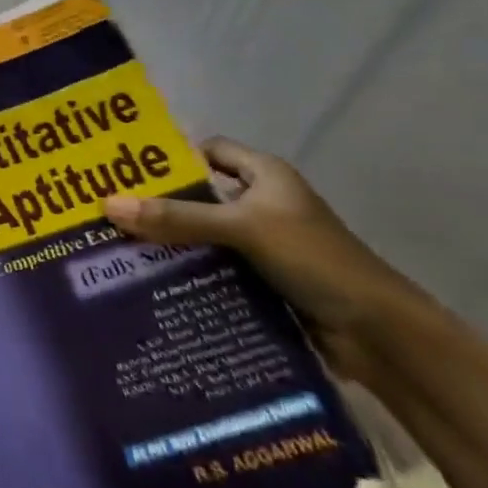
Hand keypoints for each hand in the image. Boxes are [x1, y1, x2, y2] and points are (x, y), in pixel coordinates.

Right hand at [104, 138, 422, 382]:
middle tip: (106, 209)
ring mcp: (262, 245)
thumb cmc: (316, 260)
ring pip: (201, 235)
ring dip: (167, 242)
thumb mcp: (243, 229)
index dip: (169, 157)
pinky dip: (185, 272)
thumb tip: (108, 204)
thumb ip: (177, 217)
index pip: (207, 151)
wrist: (381, 335)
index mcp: (265, 176)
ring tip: (115, 246)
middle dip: (157, 204)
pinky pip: (212, 268)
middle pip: (198, 196)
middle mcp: (261, 204)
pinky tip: (149, 280)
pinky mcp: (261, 281)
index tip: (123, 168)